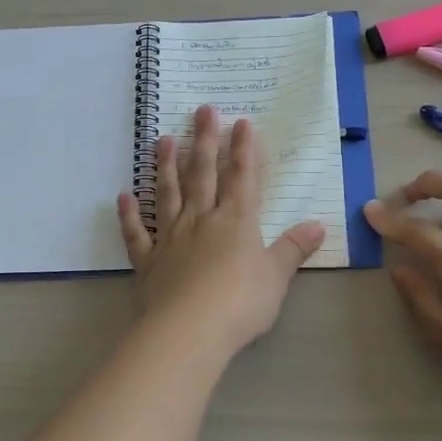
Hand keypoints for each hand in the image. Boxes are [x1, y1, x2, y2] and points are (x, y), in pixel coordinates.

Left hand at [116, 106, 326, 354]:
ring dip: (166, 166)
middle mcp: (201, 220)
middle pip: (202, 174)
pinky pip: (136, 233)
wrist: (190, 330)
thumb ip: (293, 249)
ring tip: (163, 139)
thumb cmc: (240, 303)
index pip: (241, 177)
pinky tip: (124, 195)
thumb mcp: (276, 276)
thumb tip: (318, 225)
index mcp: (236, 221)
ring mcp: (170, 238)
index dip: (243, 149)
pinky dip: (129, 215)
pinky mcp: (148, 261)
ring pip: (168, 194)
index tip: (241, 121)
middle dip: (204, 141)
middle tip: (202, 110)